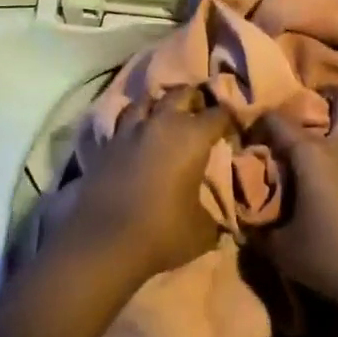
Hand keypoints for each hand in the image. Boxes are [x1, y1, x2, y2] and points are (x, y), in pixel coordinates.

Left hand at [63, 88, 232, 280]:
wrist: (103, 243)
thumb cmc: (162, 233)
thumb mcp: (202, 230)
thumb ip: (215, 215)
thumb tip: (223, 218)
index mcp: (193, 137)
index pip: (219, 113)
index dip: (230, 117)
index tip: (235, 126)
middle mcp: (162, 123)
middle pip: (181, 93)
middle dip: (194, 99)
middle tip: (201, 112)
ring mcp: (130, 130)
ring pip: (146, 100)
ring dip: (158, 104)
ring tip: (164, 116)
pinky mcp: (106, 143)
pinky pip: (122, 121)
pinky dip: (132, 122)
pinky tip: (136, 134)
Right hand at [254, 90, 337, 306]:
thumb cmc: (328, 255)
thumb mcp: (283, 248)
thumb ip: (261, 228)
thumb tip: (247, 221)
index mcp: (311, 153)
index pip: (278, 120)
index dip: (260, 123)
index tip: (250, 136)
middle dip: (329, 97)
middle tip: (311, 113)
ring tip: (321, 148)